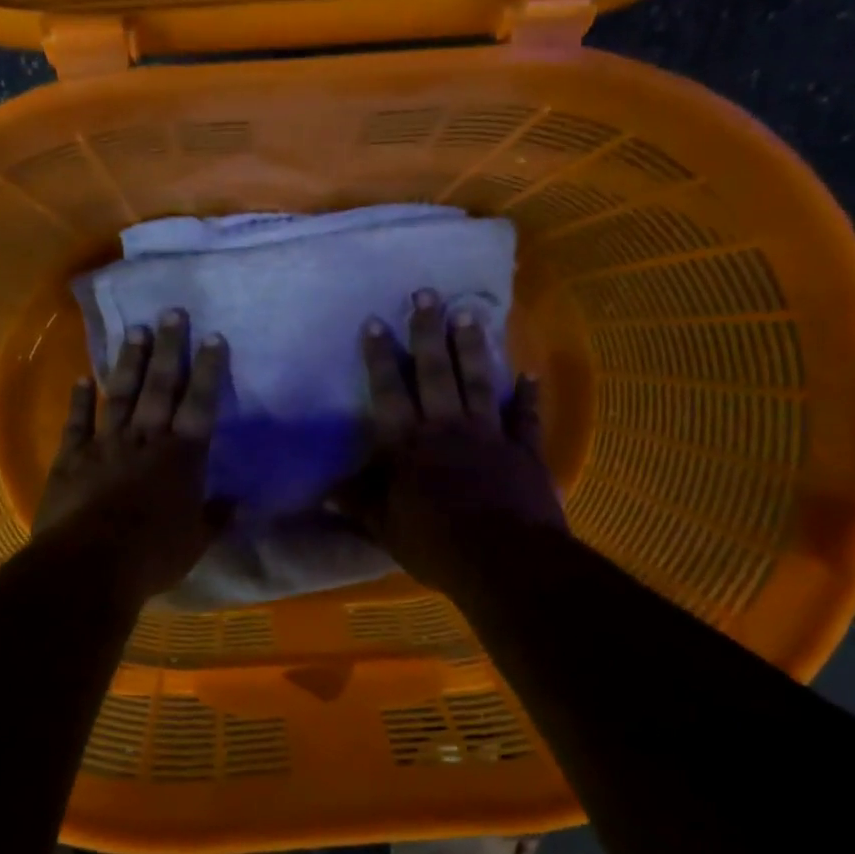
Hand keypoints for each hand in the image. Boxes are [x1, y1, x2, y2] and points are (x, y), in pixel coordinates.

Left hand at [33, 309, 232, 602]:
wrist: (89, 564)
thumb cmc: (152, 555)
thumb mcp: (195, 542)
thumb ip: (215, 518)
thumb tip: (235, 504)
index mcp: (181, 458)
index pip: (200, 405)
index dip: (207, 371)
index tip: (212, 338)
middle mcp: (145, 440)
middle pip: (160, 387)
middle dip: (169, 349)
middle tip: (173, 312)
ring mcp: (105, 445)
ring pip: (120, 394)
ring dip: (129, 362)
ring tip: (136, 330)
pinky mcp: (71, 459)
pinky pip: (77, 422)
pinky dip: (79, 399)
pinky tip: (80, 378)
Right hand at [336, 289, 567, 594]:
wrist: (504, 559)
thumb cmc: (436, 543)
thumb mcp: (385, 527)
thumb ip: (359, 503)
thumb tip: (324, 492)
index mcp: (408, 445)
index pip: (388, 392)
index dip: (379, 357)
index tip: (374, 322)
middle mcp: (447, 428)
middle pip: (435, 372)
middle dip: (427, 332)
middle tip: (426, 294)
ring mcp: (489, 435)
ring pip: (478, 381)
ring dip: (473, 347)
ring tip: (469, 312)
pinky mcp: (524, 451)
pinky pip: (525, 418)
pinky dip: (528, 396)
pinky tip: (530, 374)